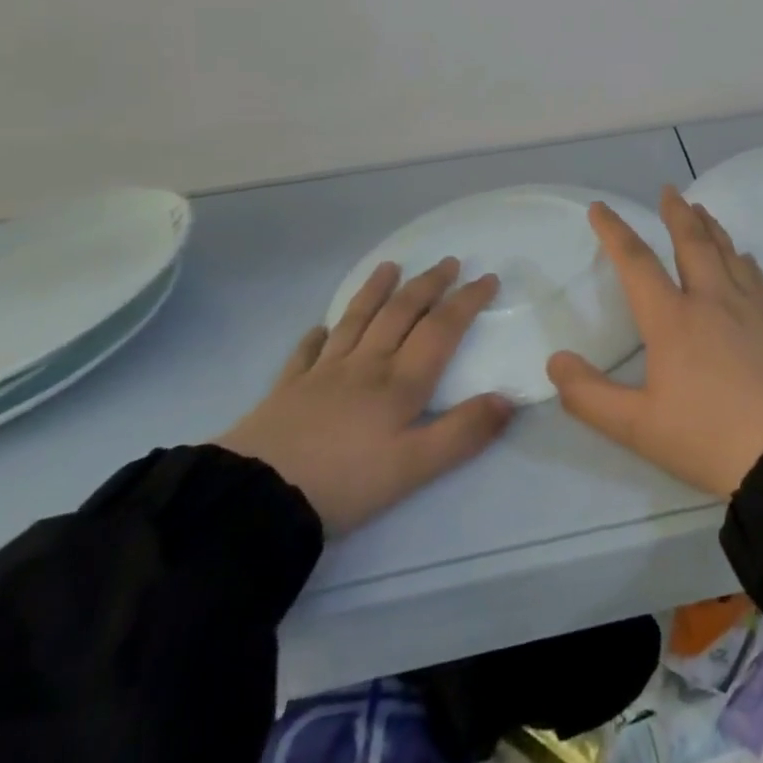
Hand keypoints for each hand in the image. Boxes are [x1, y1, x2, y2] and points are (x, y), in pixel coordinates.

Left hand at [214, 258, 512, 536]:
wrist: (254, 500)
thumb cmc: (344, 483)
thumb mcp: (414, 468)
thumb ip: (463, 433)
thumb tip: (508, 399)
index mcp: (400, 383)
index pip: (441, 329)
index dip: (466, 301)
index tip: (488, 278)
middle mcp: (365, 366)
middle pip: (401, 313)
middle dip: (428, 285)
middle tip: (449, 262)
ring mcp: (322, 374)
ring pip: (356, 321)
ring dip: (375, 291)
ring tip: (389, 267)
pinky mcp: (287, 391)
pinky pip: (306, 353)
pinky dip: (318, 335)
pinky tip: (320, 328)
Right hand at [547, 186, 762, 497]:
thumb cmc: (707, 439)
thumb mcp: (637, 427)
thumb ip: (590, 396)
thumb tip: (555, 361)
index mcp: (673, 320)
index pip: (637, 263)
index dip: (615, 232)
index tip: (601, 208)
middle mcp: (712, 301)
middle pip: (692, 243)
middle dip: (676, 213)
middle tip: (669, 191)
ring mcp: (750, 310)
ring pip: (728, 253)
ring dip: (711, 228)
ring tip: (702, 210)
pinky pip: (756, 278)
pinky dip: (744, 260)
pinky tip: (745, 258)